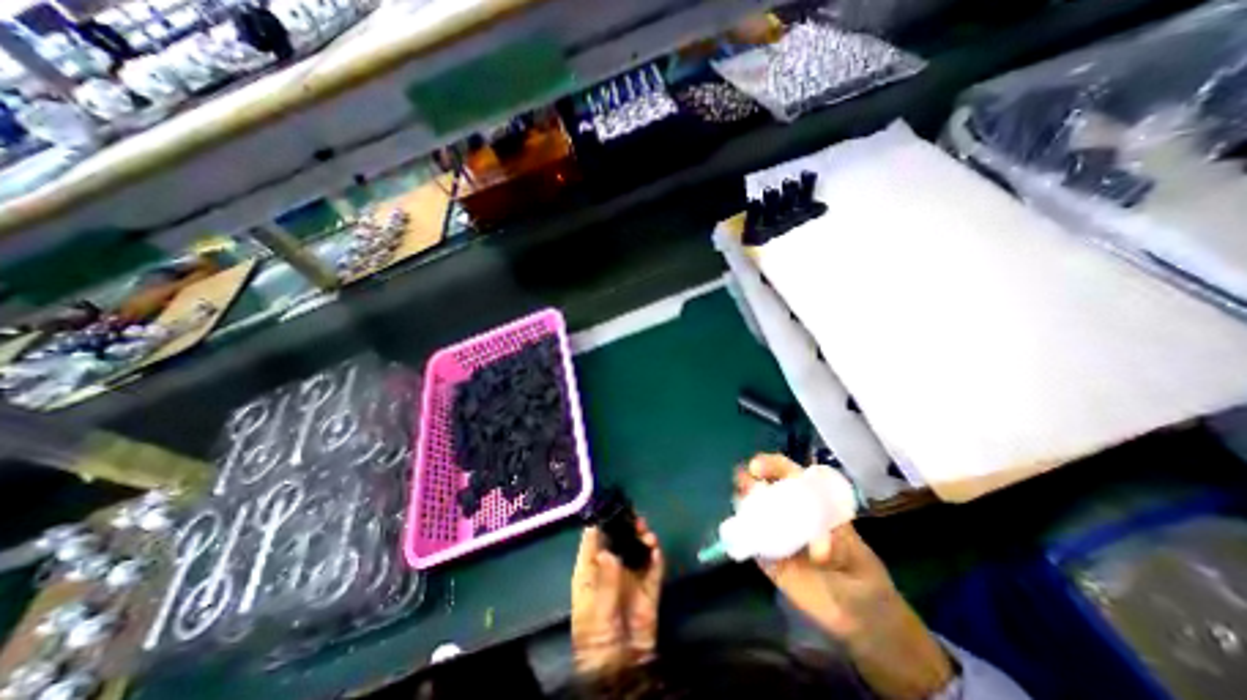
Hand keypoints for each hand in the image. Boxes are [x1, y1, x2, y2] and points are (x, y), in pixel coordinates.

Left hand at [567, 523, 661, 675]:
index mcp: (591, 570)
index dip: (602, 520)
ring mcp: (631, 576)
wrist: (622, 671)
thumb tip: (610, 553)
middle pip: (619, 539)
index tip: (613, 505)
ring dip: (643, 537)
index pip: (594, 538)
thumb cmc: (598, 640)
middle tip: (636, 519)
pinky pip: (654, 567)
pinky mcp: (648, 587)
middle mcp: (611, 567)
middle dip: (627, 526)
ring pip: (637, 548)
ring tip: (647, 534)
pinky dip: (656, 555)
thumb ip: (606, 582)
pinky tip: (656, 549)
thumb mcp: (597, 612)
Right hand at [734, 454, 951, 698]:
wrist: (863, 623)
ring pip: (754, 510)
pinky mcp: (768, 558)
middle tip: (742, 480)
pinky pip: (751, 542)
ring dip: (743, 501)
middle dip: (751, 480)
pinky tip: (736, 530)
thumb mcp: (859, 560)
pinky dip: (742, 533)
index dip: (774, 466)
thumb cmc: (864, 579)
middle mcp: (791, 514)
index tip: (757, 466)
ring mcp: (778, 535)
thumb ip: (839, 549)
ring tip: (738, 500)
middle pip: (767, 488)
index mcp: (814, 505)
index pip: (791, 475)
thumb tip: (818, 545)